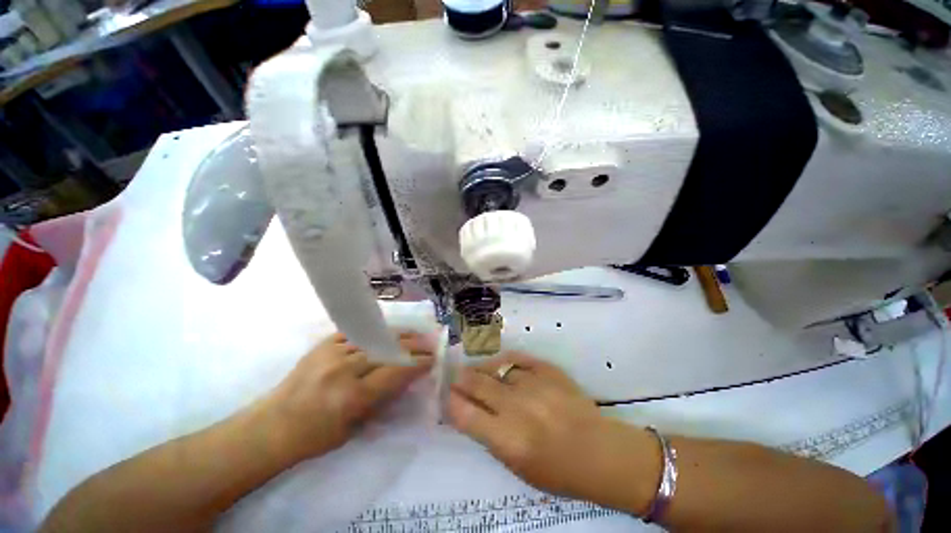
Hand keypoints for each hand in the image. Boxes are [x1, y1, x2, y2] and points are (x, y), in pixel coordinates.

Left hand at [262, 331, 433, 461]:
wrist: (272, 426)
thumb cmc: (315, 437)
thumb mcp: (354, 428)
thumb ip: (382, 399)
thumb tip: (405, 379)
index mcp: (352, 396)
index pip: (395, 372)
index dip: (417, 364)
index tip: (432, 358)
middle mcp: (344, 369)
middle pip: (388, 350)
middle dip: (413, 345)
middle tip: (429, 342)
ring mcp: (332, 353)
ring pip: (375, 337)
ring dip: (398, 334)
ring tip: (414, 333)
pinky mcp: (322, 345)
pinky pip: (355, 332)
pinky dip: (374, 331)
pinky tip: (387, 330)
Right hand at [447, 352, 658, 512]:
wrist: (601, 452)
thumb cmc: (557, 470)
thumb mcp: (516, 466)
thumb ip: (489, 436)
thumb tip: (469, 410)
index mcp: (508, 439)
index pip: (464, 413)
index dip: (451, 401)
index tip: (448, 396)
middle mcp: (517, 407)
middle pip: (476, 383)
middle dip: (461, 379)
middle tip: (456, 377)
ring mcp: (534, 384)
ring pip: (495, 367)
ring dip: (481, 370)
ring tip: (478, 372)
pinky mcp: (548, 369)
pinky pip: (516, 358)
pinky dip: (504, 361)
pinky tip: (500, 365)